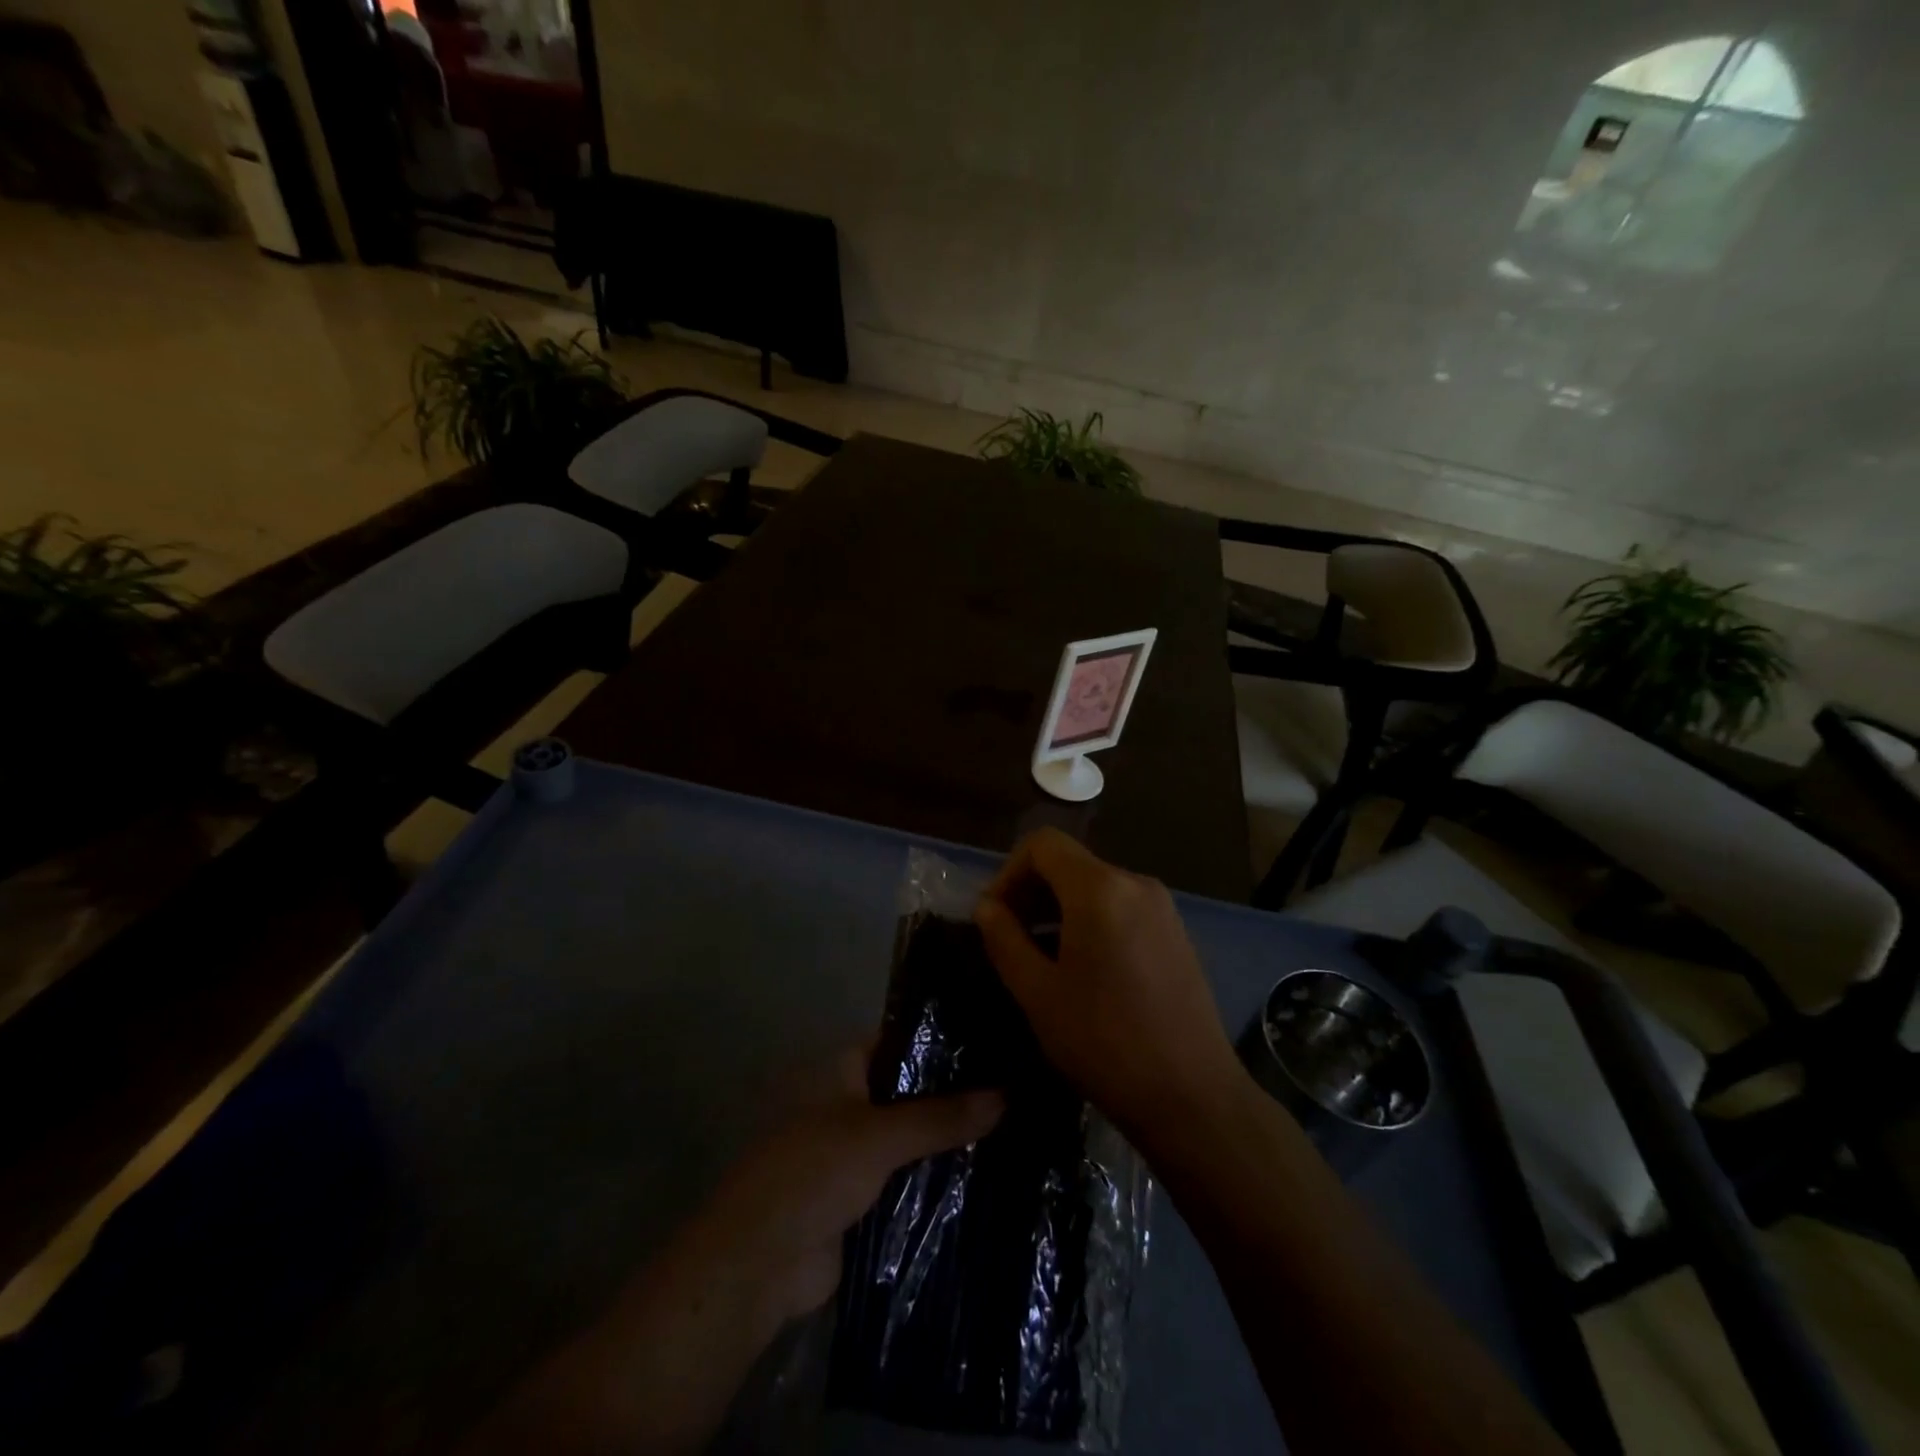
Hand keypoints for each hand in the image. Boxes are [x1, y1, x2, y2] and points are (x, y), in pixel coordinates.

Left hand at [697, 1047, 1004, 1331]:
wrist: (762, 1262)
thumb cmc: (813, 1172)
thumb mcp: (880, 1136)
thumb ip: (941, 1117)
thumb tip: (1007, 1095)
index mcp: (843, 1069)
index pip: (901, 1041)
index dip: (943, 1041)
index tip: (994, 1040)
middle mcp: (851, 1102)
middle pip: (911, 1091)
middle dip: (954, 1094)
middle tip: (1017, 1085)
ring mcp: (857, 1150)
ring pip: (913, 1137)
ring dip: (949, 1139)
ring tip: (1016, 1124)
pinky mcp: (864, 1196)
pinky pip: (909, 1178)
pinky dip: (937, 1178)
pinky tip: (989, 1173)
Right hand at [974, 828, 1242, 1147]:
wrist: (1192, 1096)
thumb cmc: (1104, 1042)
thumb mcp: (1038, 993)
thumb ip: (1004, 939)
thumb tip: (986, 907)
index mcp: (1100, 889)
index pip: (1042, 844)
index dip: (1008, 871)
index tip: (994, 916)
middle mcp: (1135, 883)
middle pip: (1069, 863)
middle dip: (1031, 891)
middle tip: (1009, 939)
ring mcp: (1162, 907)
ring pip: (1095, 886)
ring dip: (1058, 909)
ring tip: (1040, 958)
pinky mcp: (1175, 932)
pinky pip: (1120, 907)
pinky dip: (1090, 920)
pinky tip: (1082, 969)